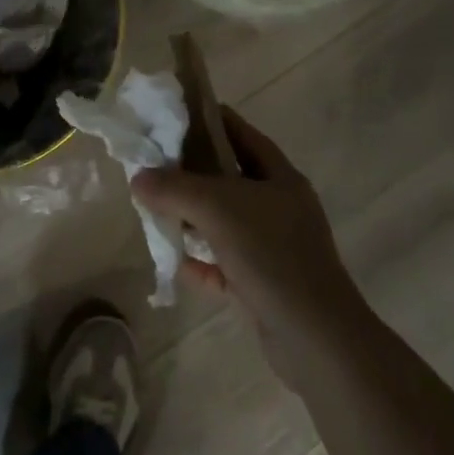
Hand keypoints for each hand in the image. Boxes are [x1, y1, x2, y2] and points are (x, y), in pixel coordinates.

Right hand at [132, 111, 369, 379]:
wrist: (315, 338)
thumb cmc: (271, 254)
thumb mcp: (218, 208)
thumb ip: (174, 188)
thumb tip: (138, 178)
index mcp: (279, 176)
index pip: (240, 133)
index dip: (208, 120)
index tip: (172, 117)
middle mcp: (279, 206)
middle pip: (229, 178)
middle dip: (192, 173)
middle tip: (154, 166)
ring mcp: (275, 246)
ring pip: (226, 222)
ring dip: (193, 219)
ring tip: (156, 211)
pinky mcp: (266, 284)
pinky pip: (226, 264)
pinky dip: (203, 262)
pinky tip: (177, 263)